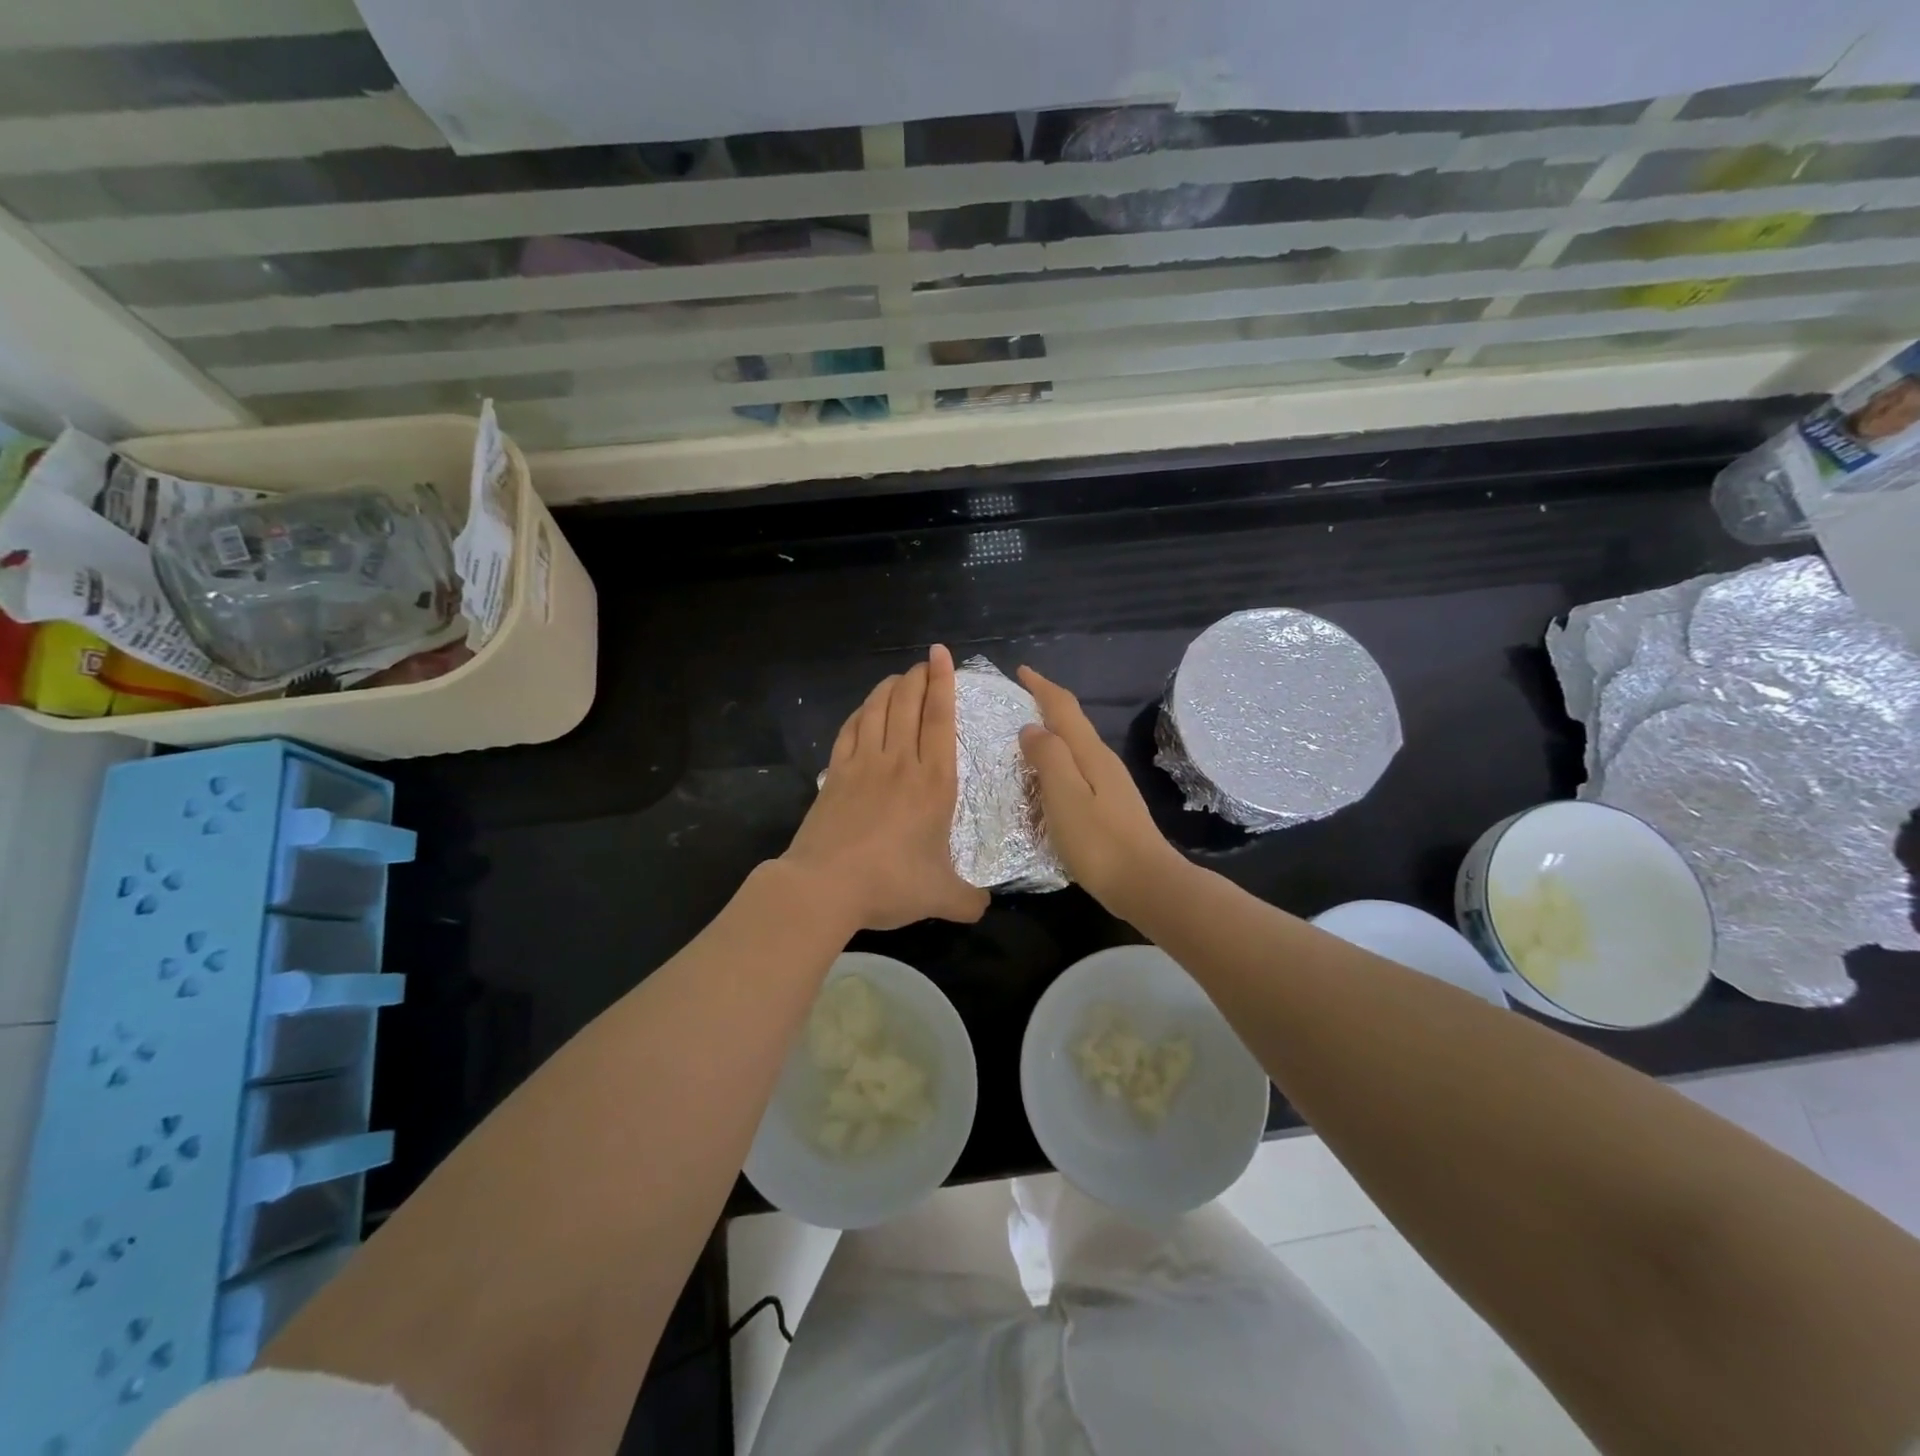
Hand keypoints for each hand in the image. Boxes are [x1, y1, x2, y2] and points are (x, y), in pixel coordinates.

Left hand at [782, 645, 989, 931]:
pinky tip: (864, 709)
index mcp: (934, 782)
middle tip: (924, 663)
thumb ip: (969, 900)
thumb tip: (984, 907)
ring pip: (878, 710)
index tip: (941, 656)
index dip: (943, 683)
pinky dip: (860, 712)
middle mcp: (900, 762)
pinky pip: (850, 730)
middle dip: (919, 677)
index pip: (940, 719)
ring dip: (889, 688)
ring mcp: (863, 764)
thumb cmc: (891, 884)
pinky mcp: (835, 773)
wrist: (825, 886)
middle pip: (908, 704)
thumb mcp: (942, 897)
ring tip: (898, 678)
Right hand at [1017, 666, 1181, 911]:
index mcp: (1090, 753)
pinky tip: (1048, 781)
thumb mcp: (1064, 795)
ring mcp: (1111, 785)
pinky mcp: (1111, 807)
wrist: (1146, 884)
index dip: (1042, 687)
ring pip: (1077, 748)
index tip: (1021, 671)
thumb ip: (1047, 757)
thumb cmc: (1099, 841)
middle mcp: (1103, 761)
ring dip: (1053, 736)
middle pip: (1073, 724)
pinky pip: (1079, 771)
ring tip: (1025, 739)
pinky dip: (1060, 763)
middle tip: (1018, 702)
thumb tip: (1032, 727)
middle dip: (1047, 706)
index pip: (1064, 708)